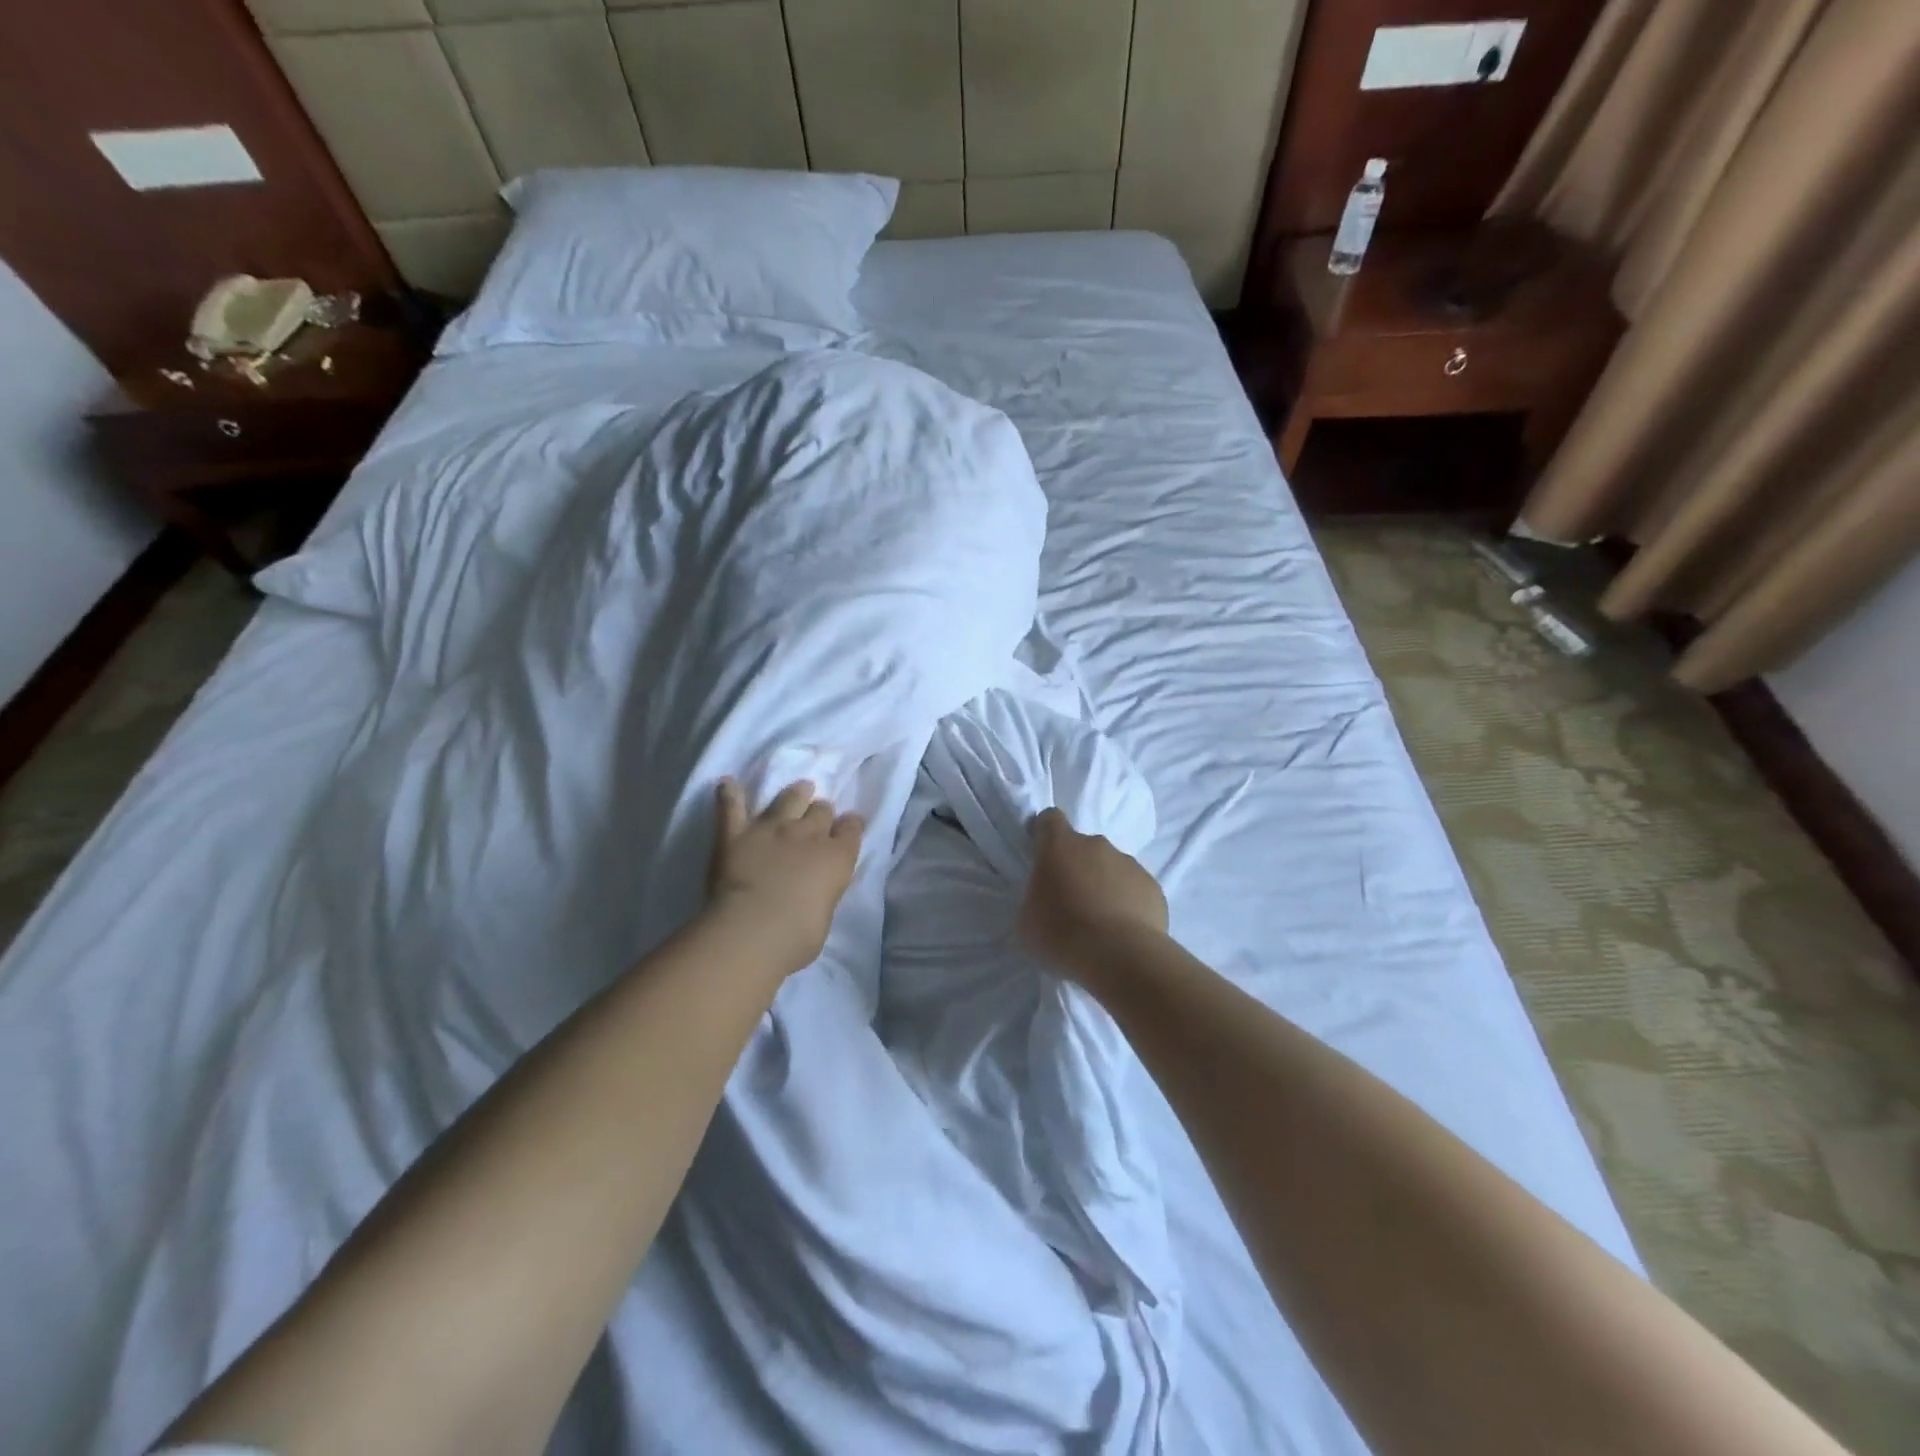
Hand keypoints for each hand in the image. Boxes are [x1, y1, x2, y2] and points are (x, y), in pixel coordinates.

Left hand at [706, 779, 863, 975]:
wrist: (753, 928)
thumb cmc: (798, 936)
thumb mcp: (825, 914)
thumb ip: (823, 892)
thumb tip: (815, 889)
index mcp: (836, 858)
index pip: (851, 829)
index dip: (850, 825)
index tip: (849, 825)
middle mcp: (808, 835)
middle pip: (821, 810)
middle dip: (821, 811)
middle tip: (818, 817)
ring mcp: (771, 829)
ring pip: (788, 799)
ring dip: (794, 794)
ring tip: (798, 790)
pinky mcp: (736, 833)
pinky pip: (731, 807)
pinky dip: (728, 794)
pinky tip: (726, 783)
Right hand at [1018, 807, 1168, 979]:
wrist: (1120, 956)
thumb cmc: (1062, 934)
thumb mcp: (1027, 920)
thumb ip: (1035, 898)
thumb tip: (1046, 899)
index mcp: (1059, 846)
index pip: (1050, 820)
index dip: (1044, 833)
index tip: (1042, 855)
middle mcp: (1096, 845)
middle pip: (1082, 847)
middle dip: (1076, 867)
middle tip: (1071, 901)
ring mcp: (1128, 863)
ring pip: (1111, 867)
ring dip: (1103, 885)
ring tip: (1100, 922)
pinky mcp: (1153, 886)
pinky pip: (1134, 888)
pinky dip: (1127, 903)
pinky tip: (1122, 931)